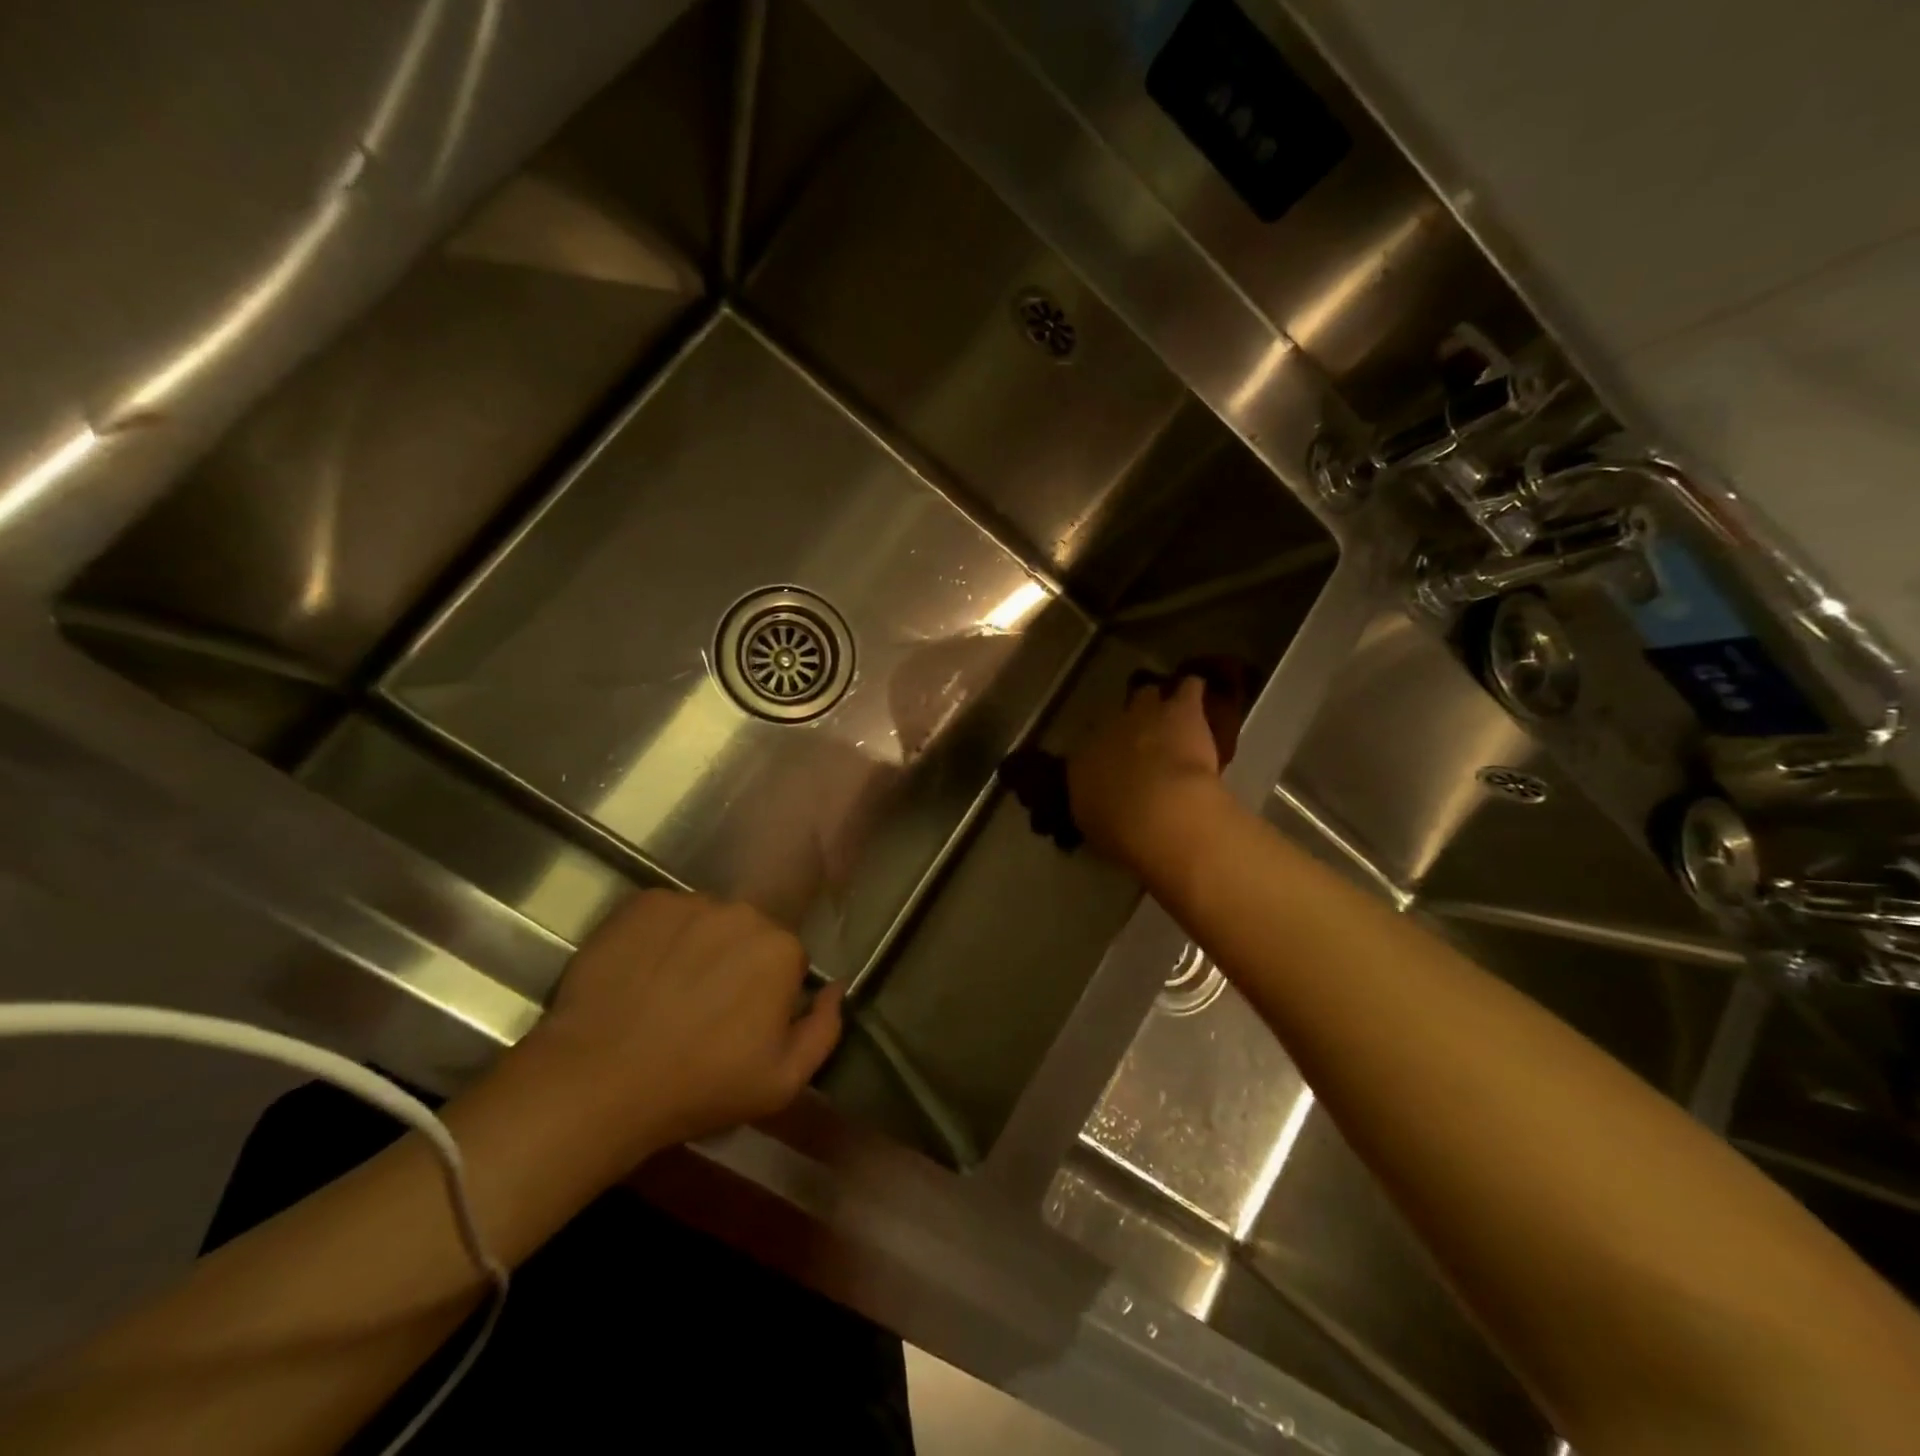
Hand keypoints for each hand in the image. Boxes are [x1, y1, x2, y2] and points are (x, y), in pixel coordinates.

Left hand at [519, 891, 843, 1164]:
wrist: (599, 1079)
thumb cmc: (700, 1085)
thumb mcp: (783, 1081)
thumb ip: (825, 1029)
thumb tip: (836, 987)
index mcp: (781, 949)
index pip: (786, 962)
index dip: (766, 995)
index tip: (740, 1025)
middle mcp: (742, 912)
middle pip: (748, 934)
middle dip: (735, 964)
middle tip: (702, 1009)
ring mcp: (689, 902)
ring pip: (706, 922)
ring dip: (697, 947)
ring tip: (665, 993)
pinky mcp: (642, 902)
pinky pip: (664, 915)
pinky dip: (658, 937)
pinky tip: (639, 975)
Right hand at [1067, 675, 1225, 866]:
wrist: (1158, 812)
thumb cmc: (1122, 830)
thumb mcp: (1098, 826)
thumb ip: (1099, 810)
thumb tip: (1104, 806)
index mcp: (1083, 763)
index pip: (1088, 753)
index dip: (1104, 759)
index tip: (1116, 772)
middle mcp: (1107, 731)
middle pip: (1116, 719)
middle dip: (1128, 727)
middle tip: (1144, 742)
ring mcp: (1144, 716)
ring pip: (1147, 695)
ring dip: (1157, 705)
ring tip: (1169, 713)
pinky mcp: (1182, 711)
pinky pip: (1188, 689)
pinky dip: (1192, 691)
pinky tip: (1198, 695)